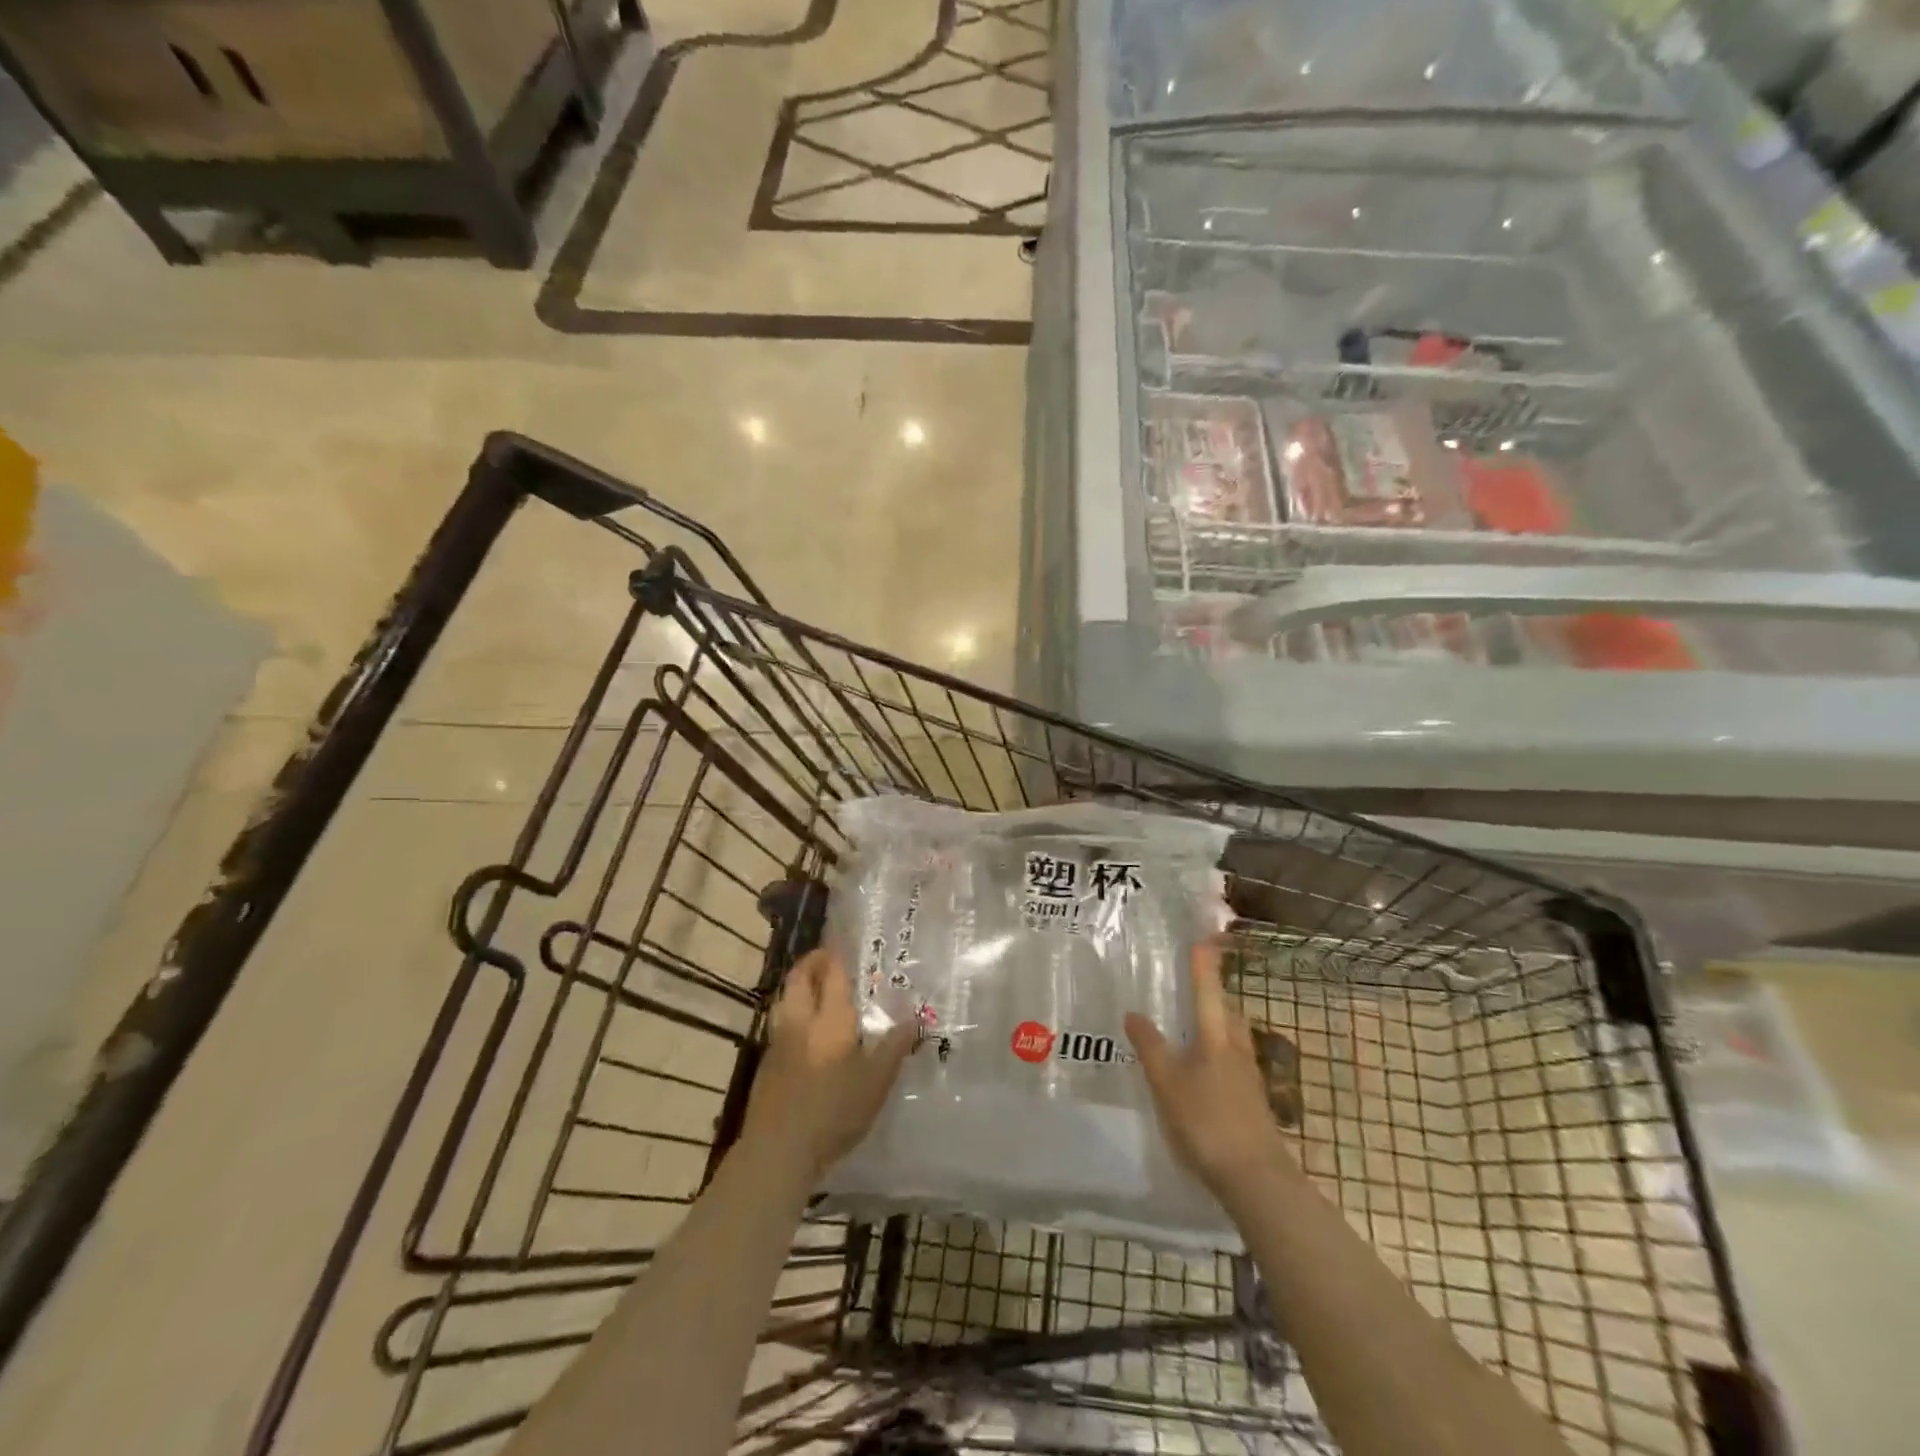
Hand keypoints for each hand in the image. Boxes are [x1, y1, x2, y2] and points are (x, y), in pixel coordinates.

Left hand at [742, 949, 914, 1183]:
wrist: (778, 1150)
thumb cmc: (834, 1111)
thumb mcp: (876, 1082)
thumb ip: (895, 1047)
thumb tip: (915, 1017)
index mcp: (830, 1019)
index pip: (831, 974)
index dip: (834, 956)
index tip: (841, 944)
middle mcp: (800, 1021)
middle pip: (799, 979)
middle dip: (811, 963)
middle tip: (825, 959)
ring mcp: (778, 1043)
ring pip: (784, 1000)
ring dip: (798, 987)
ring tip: (814, 990)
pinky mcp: (765, 1065)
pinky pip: (779, 1025)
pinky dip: (791, 1015)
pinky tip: (803, 1033)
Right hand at [1125, 942, 1295, 1199]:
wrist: (1256, 1178)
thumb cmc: (1207, 1122)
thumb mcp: (1167, 1084)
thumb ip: (1150, 1047)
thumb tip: (1133, 1012)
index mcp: (1216, 1037)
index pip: (1207, 989)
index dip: (1203, 964)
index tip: (1201, 938)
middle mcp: (1236, 1048)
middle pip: (1226, 1010)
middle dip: (1212, 993)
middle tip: (1193, 982)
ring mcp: (1248, 1076)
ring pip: (1232, 1036)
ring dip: (1217, 1022)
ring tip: (1194, 1022)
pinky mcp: (1252, 1100)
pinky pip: (1232, 1060)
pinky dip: (1218, 1051)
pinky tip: (1204, 1069)